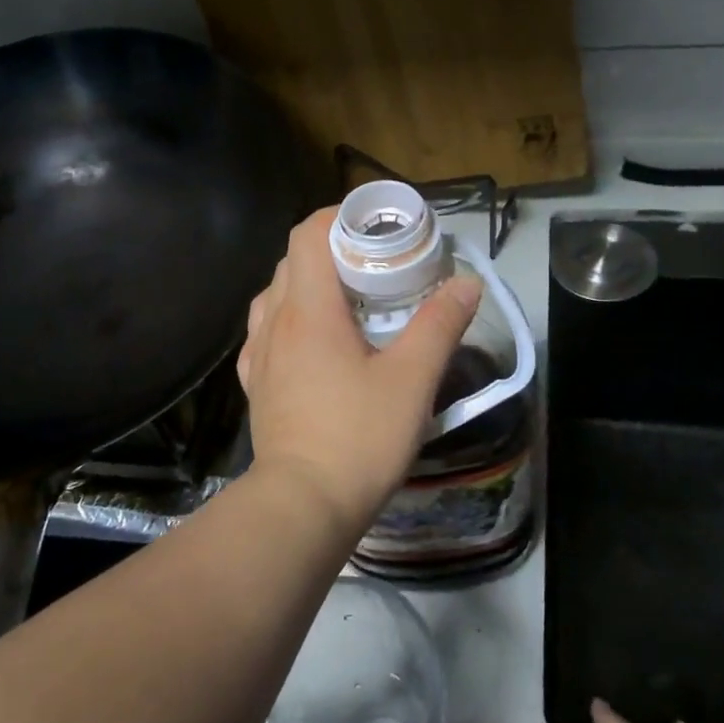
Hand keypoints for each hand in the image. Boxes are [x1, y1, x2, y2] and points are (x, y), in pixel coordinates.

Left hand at [237, 207, 480, 531]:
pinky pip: (267, 332)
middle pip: (293, 261)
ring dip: (309, 284)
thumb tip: (466, 283)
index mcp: (309, 309)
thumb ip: (440, 325)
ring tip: (348, 300)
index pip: (308, 234)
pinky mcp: (257, 384)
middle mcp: (275, 322)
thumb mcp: (412, 379)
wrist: (303, 506)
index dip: (339, 216)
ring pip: (276, 295)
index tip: (377, 225)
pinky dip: (291, 319)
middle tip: (376, 264)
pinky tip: (314, 341)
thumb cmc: (359, 437)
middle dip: (333, 249)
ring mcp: (260, 354)